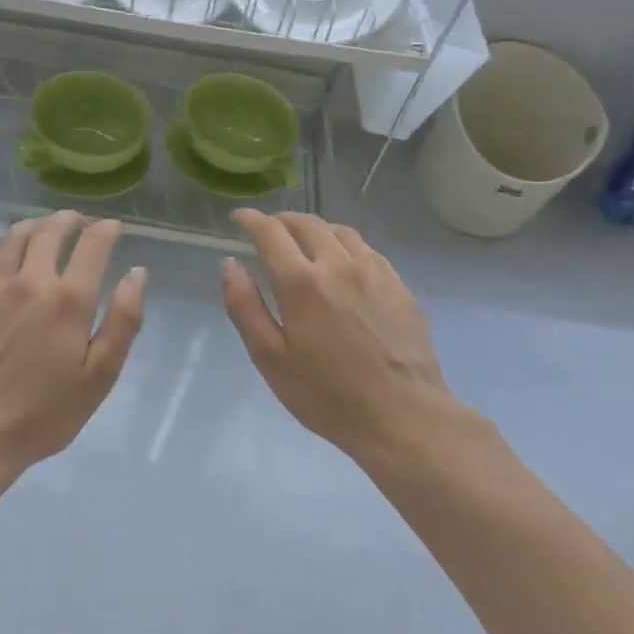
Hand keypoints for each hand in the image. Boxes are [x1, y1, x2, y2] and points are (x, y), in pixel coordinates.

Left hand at [0, 212, 146, 476]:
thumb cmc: (43, 412)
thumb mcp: (99, 377)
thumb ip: (123, 321)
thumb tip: (137, 274)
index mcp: (68, 299)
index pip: (93, 245)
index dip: (106, 230)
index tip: (113, 228)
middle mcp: (31, 280)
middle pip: (51, 231)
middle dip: (70, 220)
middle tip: (80, 222)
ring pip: (16, 236)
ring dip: (37, 225)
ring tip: (46, 228)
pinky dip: (2, 241)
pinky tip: (7, 247)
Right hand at [221, 211, 487, 461]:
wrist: (403, 416)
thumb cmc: (327, 395)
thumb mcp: (270, 358)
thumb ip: (245, 307)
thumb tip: (229, 264)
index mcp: (302, 282)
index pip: (271, 233)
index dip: (251, 220)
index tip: (239, 218)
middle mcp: (339, 264)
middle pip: (307, 223)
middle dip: (282, 220)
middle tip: (269, 230)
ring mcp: (374, 272)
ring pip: (340, 231)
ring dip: (315, 229)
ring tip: (305, 242)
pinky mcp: (399, 286)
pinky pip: (367, 250)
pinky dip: (345, 245)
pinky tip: (344, 264)